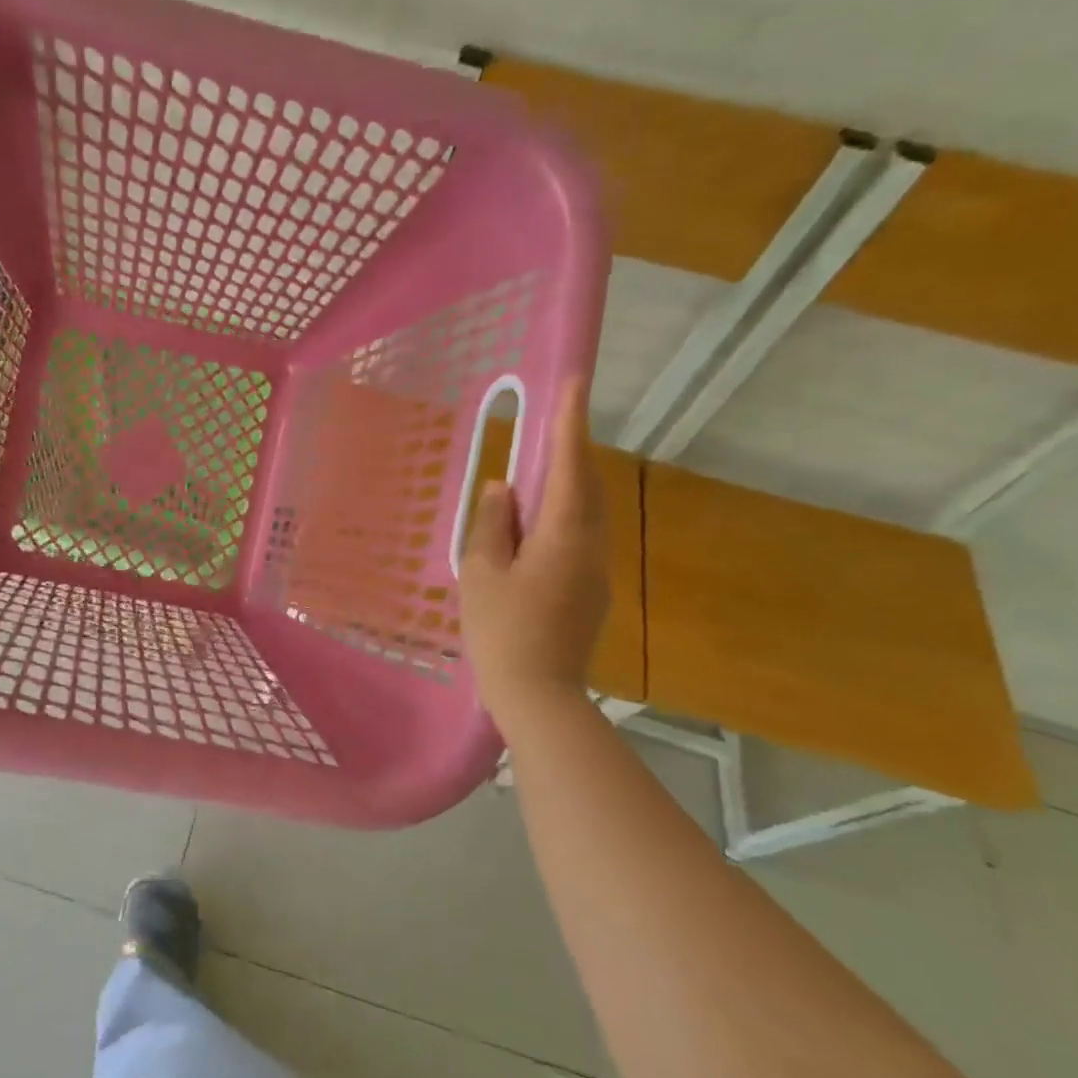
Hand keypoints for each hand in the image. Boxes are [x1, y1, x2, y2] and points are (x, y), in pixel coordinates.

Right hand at [458, 379, 610, 723]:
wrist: (538, 694)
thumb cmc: (502, 631)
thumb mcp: (482, 573)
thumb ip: (491, 525)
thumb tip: (502, 487)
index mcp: (563, 536)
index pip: (568, 467)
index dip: (570, 423)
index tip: (575, 382)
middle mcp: (590, 547)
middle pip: (584, 487)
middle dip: (569, 452)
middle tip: (550, 423)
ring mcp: (594, 572)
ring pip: (583, 514)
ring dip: (564, 486)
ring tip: (532, 474)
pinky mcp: (589, 593)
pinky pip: (577, 539)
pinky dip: (559, 518)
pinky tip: (532, 529)